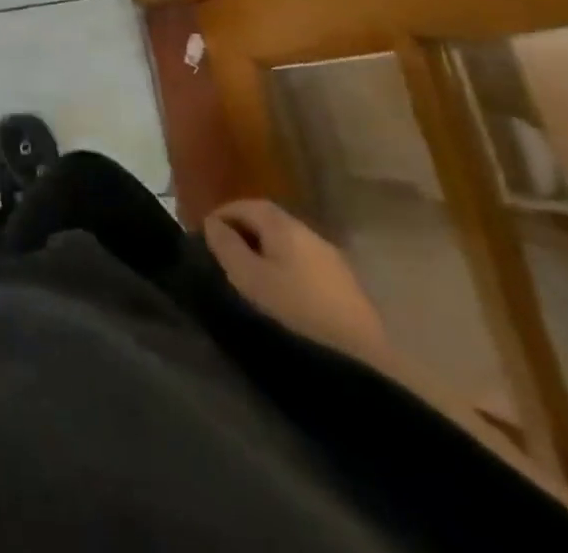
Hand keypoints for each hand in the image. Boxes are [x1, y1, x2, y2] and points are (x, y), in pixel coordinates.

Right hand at [203, 199, 391, 364]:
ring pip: (289, 245)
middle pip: (271, 222)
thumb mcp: (248, 280)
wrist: (362, 364)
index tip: (205, 234)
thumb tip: (213, 223)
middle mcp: (311, 235)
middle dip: (244, 232)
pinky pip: (305, 266)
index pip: (248, 205)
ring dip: (266, 253)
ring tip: (248, 277)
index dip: (224, 214)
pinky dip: (285, 270)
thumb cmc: (294, 314)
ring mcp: (333, 262)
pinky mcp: (347, 290)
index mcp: (286, 227)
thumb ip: (227, 247)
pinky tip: (280, 295)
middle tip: (222, 255)